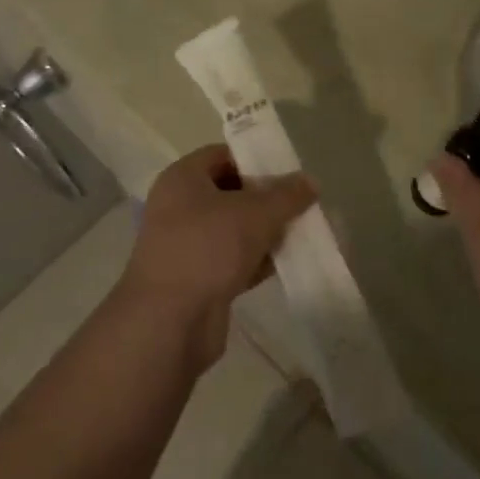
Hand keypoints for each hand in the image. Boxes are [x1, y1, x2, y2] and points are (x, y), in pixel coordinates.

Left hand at [114, 145, 315, 370]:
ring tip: (302, 232)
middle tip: (299, 203)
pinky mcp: (196, 279)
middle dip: (266, 199)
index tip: (287, 170)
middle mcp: (179, 206)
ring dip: (265, 232)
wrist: (168, 323)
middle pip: (230, 192)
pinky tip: (287, 264)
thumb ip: (286, 195)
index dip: (255, 159)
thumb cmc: (207, 248)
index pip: (223, 155)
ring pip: (233, 229)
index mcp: (183, 178)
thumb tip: (310, 181)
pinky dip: (256, 260)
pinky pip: (232, 260)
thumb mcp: (255, 214)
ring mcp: (186, 245)